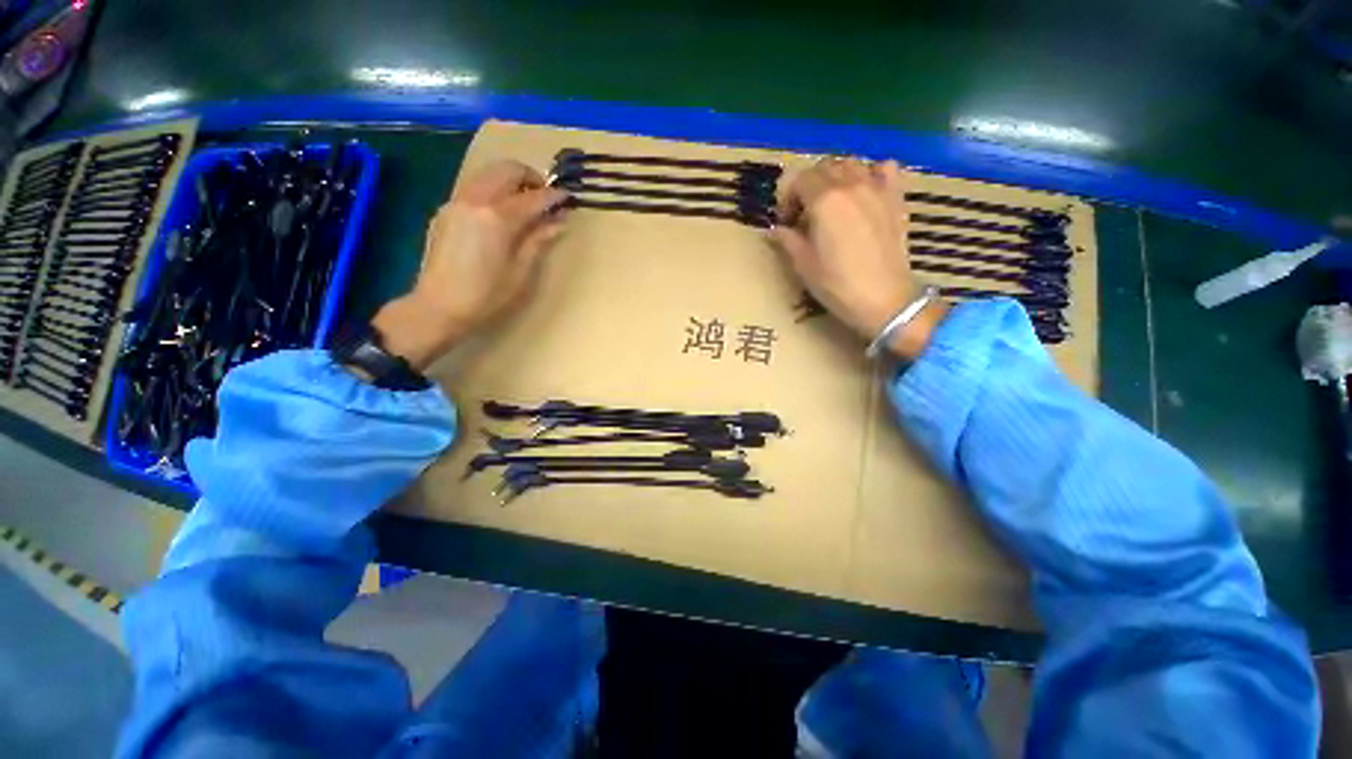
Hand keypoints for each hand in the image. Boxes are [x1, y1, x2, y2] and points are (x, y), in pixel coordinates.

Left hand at [373, 161, 568, 369]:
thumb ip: (538, 241)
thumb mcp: (520, 272)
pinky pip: (473, 188)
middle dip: (529, 177)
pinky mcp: (445, 211)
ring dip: (509, 180)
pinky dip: (492, 190)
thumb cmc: (486, 296)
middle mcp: (475, 200)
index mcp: (497, 218)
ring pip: (487, 174)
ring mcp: (456, 202)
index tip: (567, 198)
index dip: (553, 196)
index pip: (532, 197)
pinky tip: (500, 213)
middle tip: (545, 196)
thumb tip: (558, 222)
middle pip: (506, 170)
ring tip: (525, 203)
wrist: (438, 307)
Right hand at [770, 159, 946, 359]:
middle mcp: (851, 184)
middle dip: (808, 186)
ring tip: (831, 203)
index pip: (799, 180)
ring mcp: (877, 188)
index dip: (787, 198)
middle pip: (824, 168)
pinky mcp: (895, 198)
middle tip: (804, 215)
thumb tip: (776, 230)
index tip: (786, 222)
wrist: (883, 299)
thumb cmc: (837, 285)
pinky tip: (864, 192)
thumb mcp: (803, 264)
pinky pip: (884, 169)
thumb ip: (787, 240)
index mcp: (824, 200)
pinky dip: (871, 173)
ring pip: (851, 164)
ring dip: (835, 177)